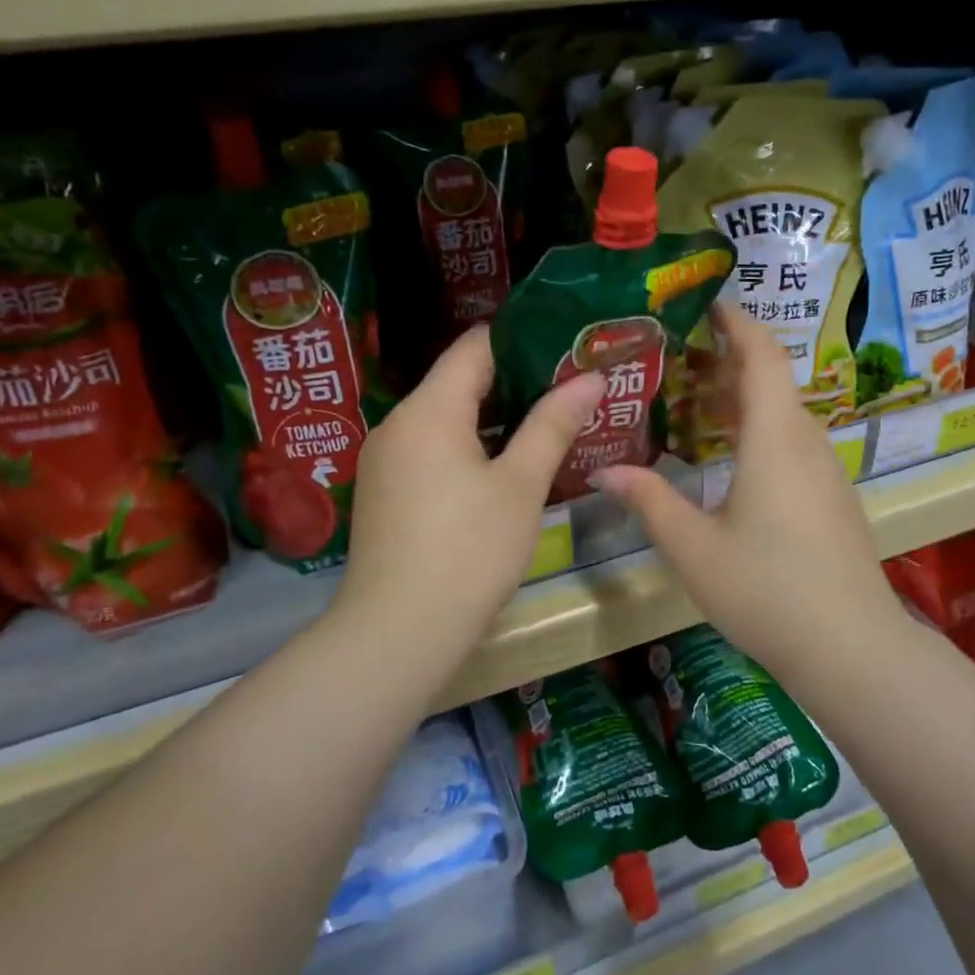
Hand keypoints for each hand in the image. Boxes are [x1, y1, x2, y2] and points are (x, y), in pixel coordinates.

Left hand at [332, 327, 604, 669]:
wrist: (397, 634)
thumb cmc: (469, 551)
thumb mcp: (522, 485)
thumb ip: (553, 424)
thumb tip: (590, 378)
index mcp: (429, 410)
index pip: (475, 346)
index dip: (522, 340)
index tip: (566, 351)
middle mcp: (398, 424)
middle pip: (458, 382)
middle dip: (514, 383)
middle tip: (568, 392)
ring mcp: (385, 461)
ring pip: (445, 420)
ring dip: (493, 420)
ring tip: (545, 428)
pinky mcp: (384, 494)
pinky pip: (430, 452)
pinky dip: (468, 449)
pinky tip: (502, 472)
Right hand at [592, 305, 905, 681]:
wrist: (851, 648)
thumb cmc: (766, 589)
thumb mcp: (693, 548)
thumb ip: (649, 502)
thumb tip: (604, 472)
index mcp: (775, 437)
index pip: (761, 355)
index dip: (737, 322)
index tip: (708, 304)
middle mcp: (808, 442)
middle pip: (773, 380)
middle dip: (730, 360)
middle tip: (681, 356)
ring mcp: (828, 472)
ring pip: (785, 415)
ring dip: (745, 400)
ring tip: (697, 403)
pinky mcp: (834, 499)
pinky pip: (795, 445)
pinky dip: (761, 432)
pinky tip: (732, 461)